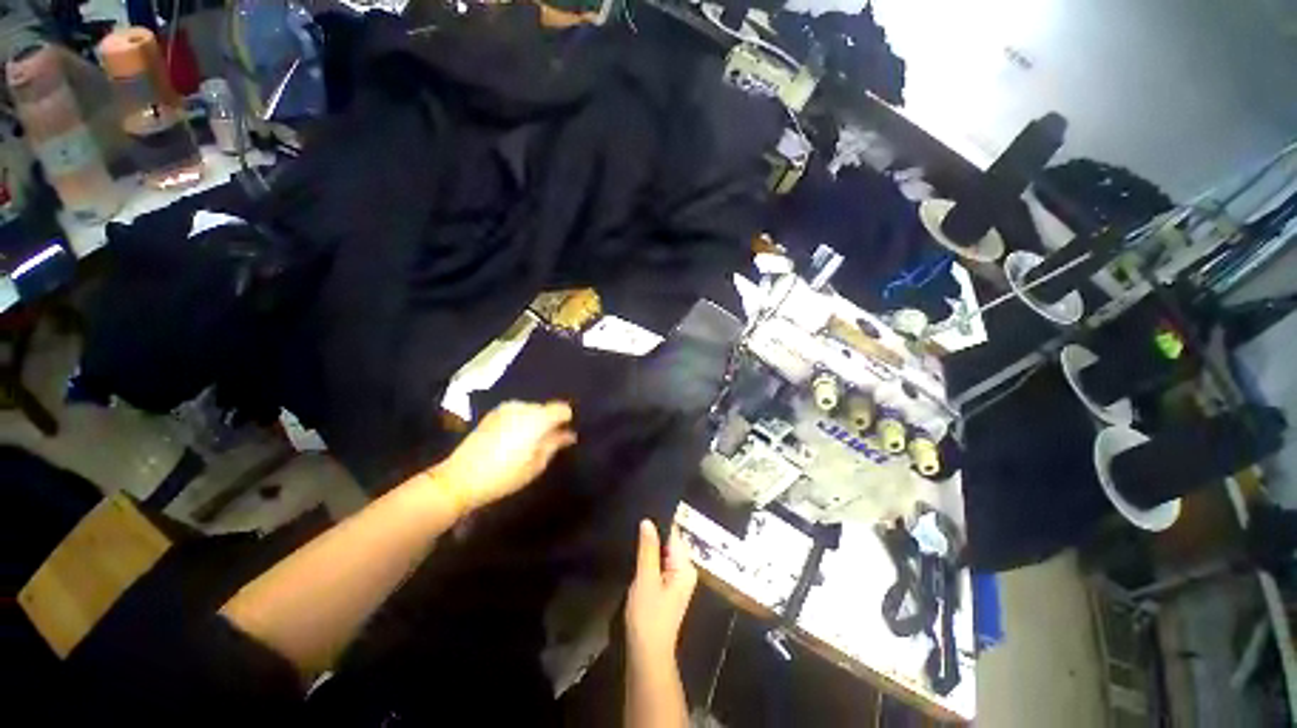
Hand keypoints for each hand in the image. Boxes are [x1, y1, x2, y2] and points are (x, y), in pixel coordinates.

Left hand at [430, 400, 575, 513]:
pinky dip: (520, 422)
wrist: (460, 478)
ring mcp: (506, 408)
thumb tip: (569, 434)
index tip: (564, 436)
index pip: (563, 409)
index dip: (566, 421)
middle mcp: (523, 407)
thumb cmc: (505, 475)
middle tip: (547, 443)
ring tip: (528, 443)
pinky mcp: (492, 414)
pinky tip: (512, 440)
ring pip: (531, 410)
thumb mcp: (536, 464)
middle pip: (547, 409)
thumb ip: (555, 444)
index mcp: (537, 418)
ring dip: (535, 422)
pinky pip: (516, 413)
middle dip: (550, 422)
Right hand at [625, 519, 697, 662]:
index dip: (659, 523)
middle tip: (636, 522)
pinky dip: (650, 559)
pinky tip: (638, 555)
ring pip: (664, 553)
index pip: (674, 534)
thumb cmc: (648, 616)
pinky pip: (661, 564)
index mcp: (685, 567)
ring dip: (651, 548)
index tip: (644, 511)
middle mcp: (685, 570)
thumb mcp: (646, 578)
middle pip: (670, 543)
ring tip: (634, 534)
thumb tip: (648, 521)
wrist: (647, 655)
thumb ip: (648, 549)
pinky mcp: (668, 588)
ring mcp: (677, 580)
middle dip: (654, 535)